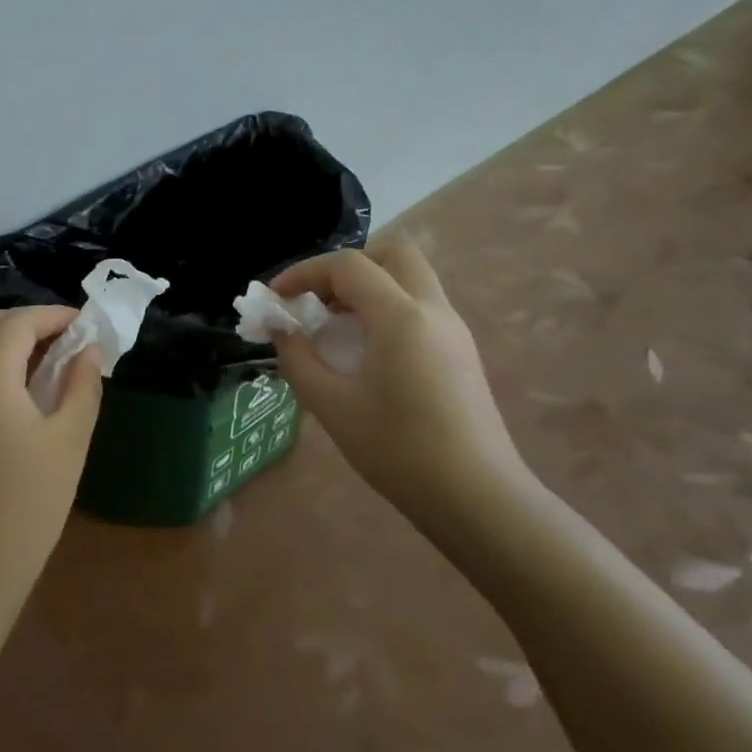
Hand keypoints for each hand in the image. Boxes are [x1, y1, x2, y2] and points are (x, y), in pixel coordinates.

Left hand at [0, 306, 104, 601]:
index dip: (54, 315)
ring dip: (7, 343)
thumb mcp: (69, 439)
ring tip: (48, 365)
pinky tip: (21, 393)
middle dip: (26, 323)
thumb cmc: (29, 500)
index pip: (18, 322)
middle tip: (66, 342)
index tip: (86, 324)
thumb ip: (82, 385)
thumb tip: (89, 351)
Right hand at [272, 239, 525, 510]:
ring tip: (333, 326)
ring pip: (410, 279)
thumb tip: (282, 331)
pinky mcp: (460, 352)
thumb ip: (299, 359)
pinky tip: (363, 350)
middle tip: (316, 299)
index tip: (276, 299)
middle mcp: (433, 310)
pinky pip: (419, 307)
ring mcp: (454, 330)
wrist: (476, 497)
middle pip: (393, 254)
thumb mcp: (332, 405)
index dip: (304, 272)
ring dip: (367, 287)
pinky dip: (385, 309)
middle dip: (346, 267)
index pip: (348, 266)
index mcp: (401, 317)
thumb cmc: (398, 450)